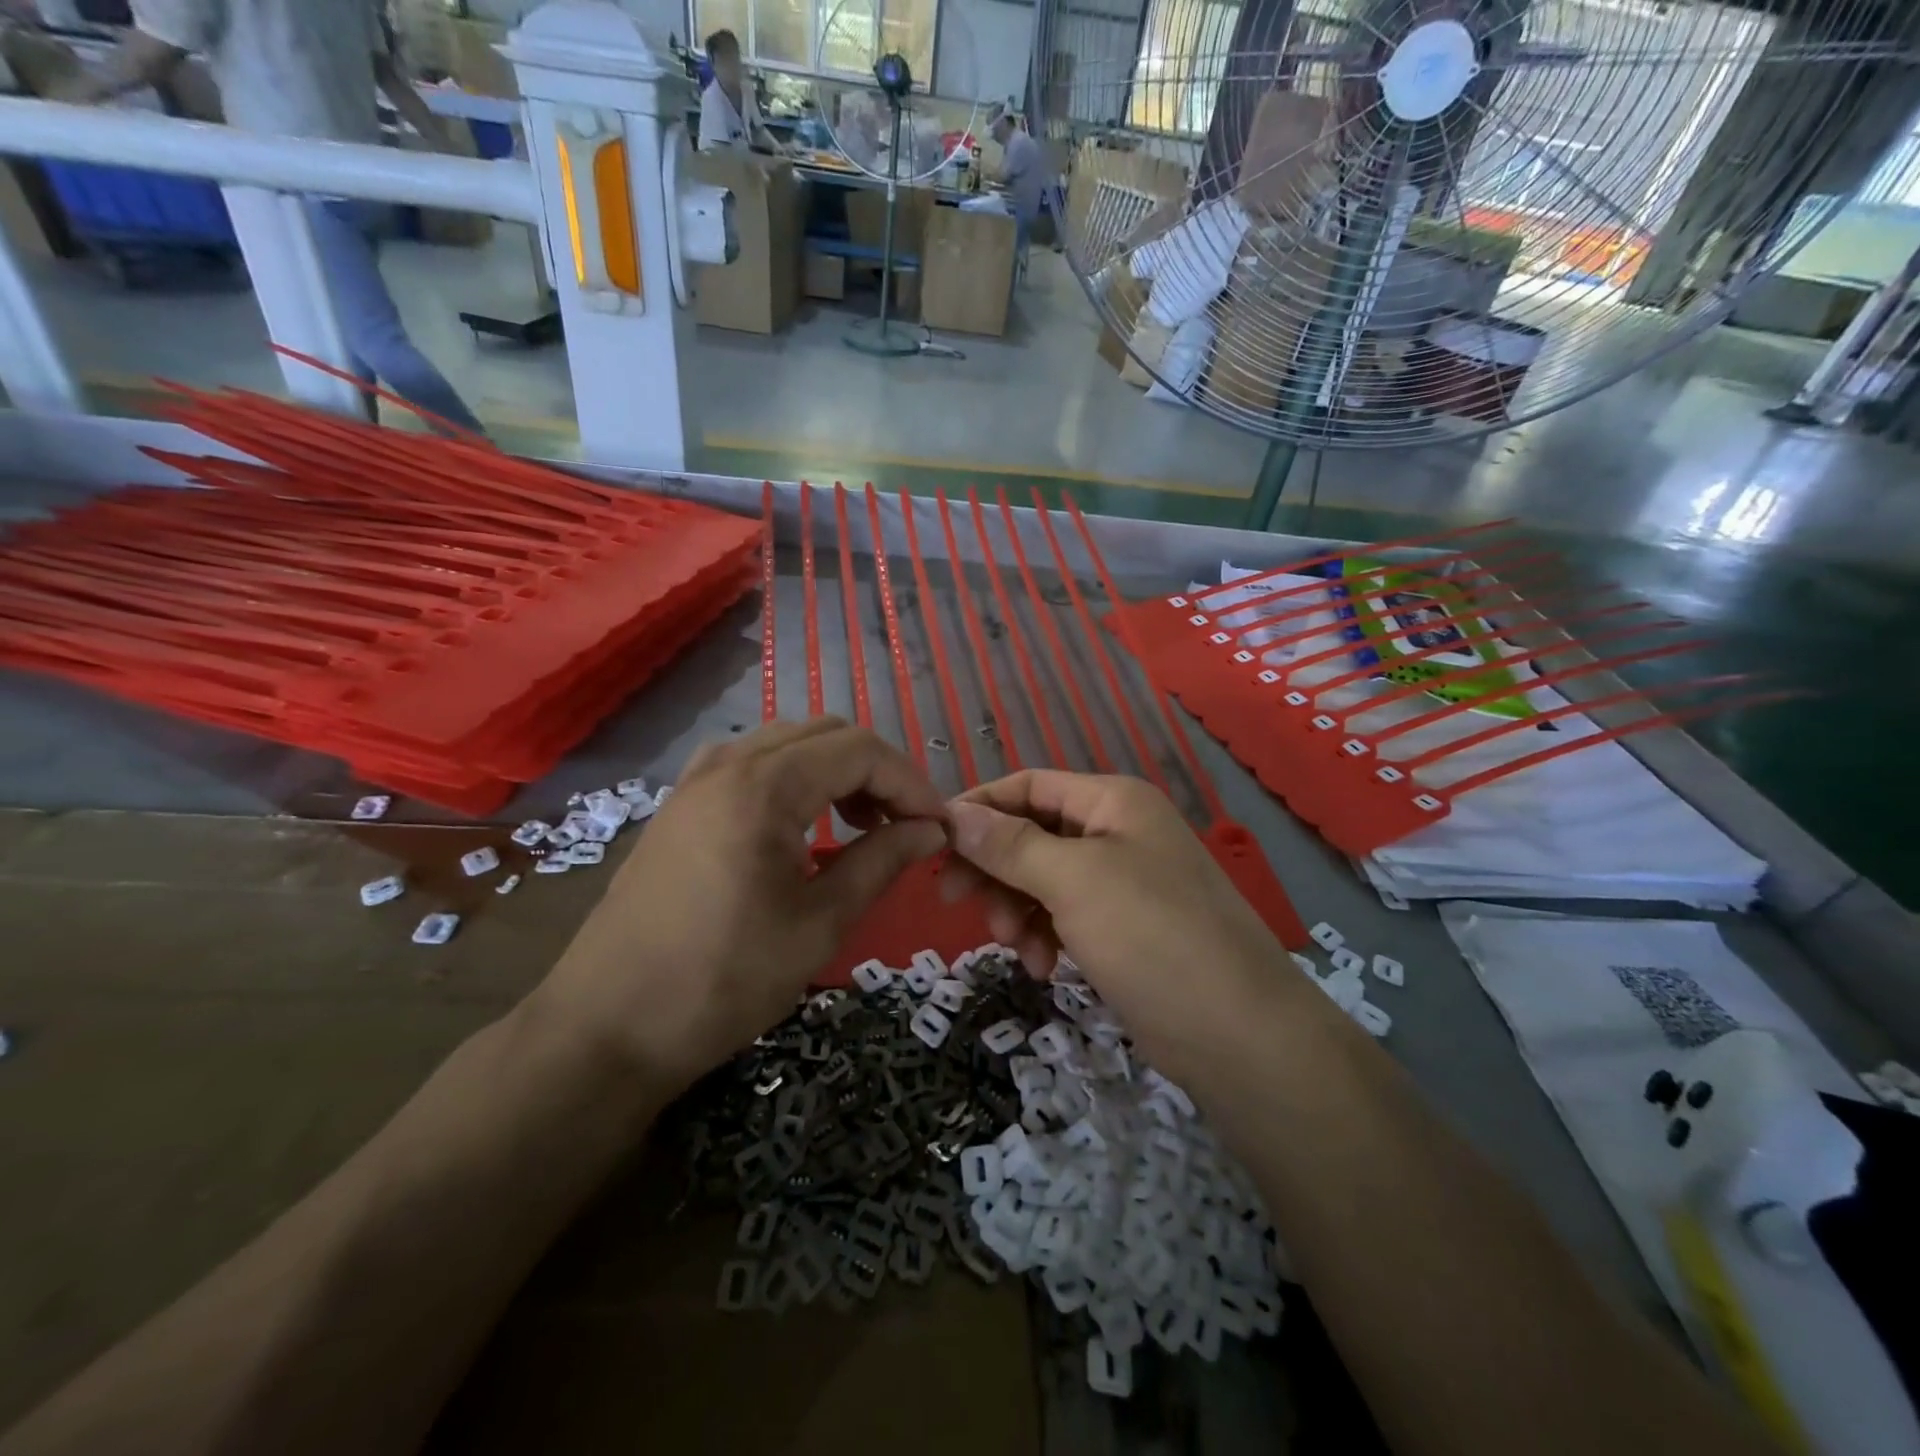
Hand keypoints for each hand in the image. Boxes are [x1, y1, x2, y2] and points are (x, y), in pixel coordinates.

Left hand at [529, 718, 946, 1090]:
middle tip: (905, 826)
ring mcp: (697, 779)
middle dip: (878, 772)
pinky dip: (794, 779)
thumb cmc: (722, 981)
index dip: (910, 783)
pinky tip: (802, 825)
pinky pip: (753, 764)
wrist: (606, 1027)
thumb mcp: (819, 924)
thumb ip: (882, 861)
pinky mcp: (681, 803)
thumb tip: (932, 830)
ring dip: (836, 771)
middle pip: (827, 734)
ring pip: (789, 743)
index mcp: (764, 785)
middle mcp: (728, 763)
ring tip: (860, 826)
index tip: (938, 827)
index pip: (861, 750)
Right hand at [941, 771, 1294, 1080]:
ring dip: (1016, 908)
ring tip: (1015, 947)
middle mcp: (1117, 831)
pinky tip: (1044, 967)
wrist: (1238, 1033)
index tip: (934, 843)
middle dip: (994, 868)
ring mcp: (1122, 882)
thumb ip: (1010, 845)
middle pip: (1031, 833)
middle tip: (953, 901)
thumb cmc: (1152, 936)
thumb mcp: (1073, 881)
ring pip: (1042, 879)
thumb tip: (954, 814)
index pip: (1028, 786)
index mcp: (1112, 801)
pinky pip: (1063, 915)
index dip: (980, 808)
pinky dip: (1044, 936)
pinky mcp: (1123, 928)